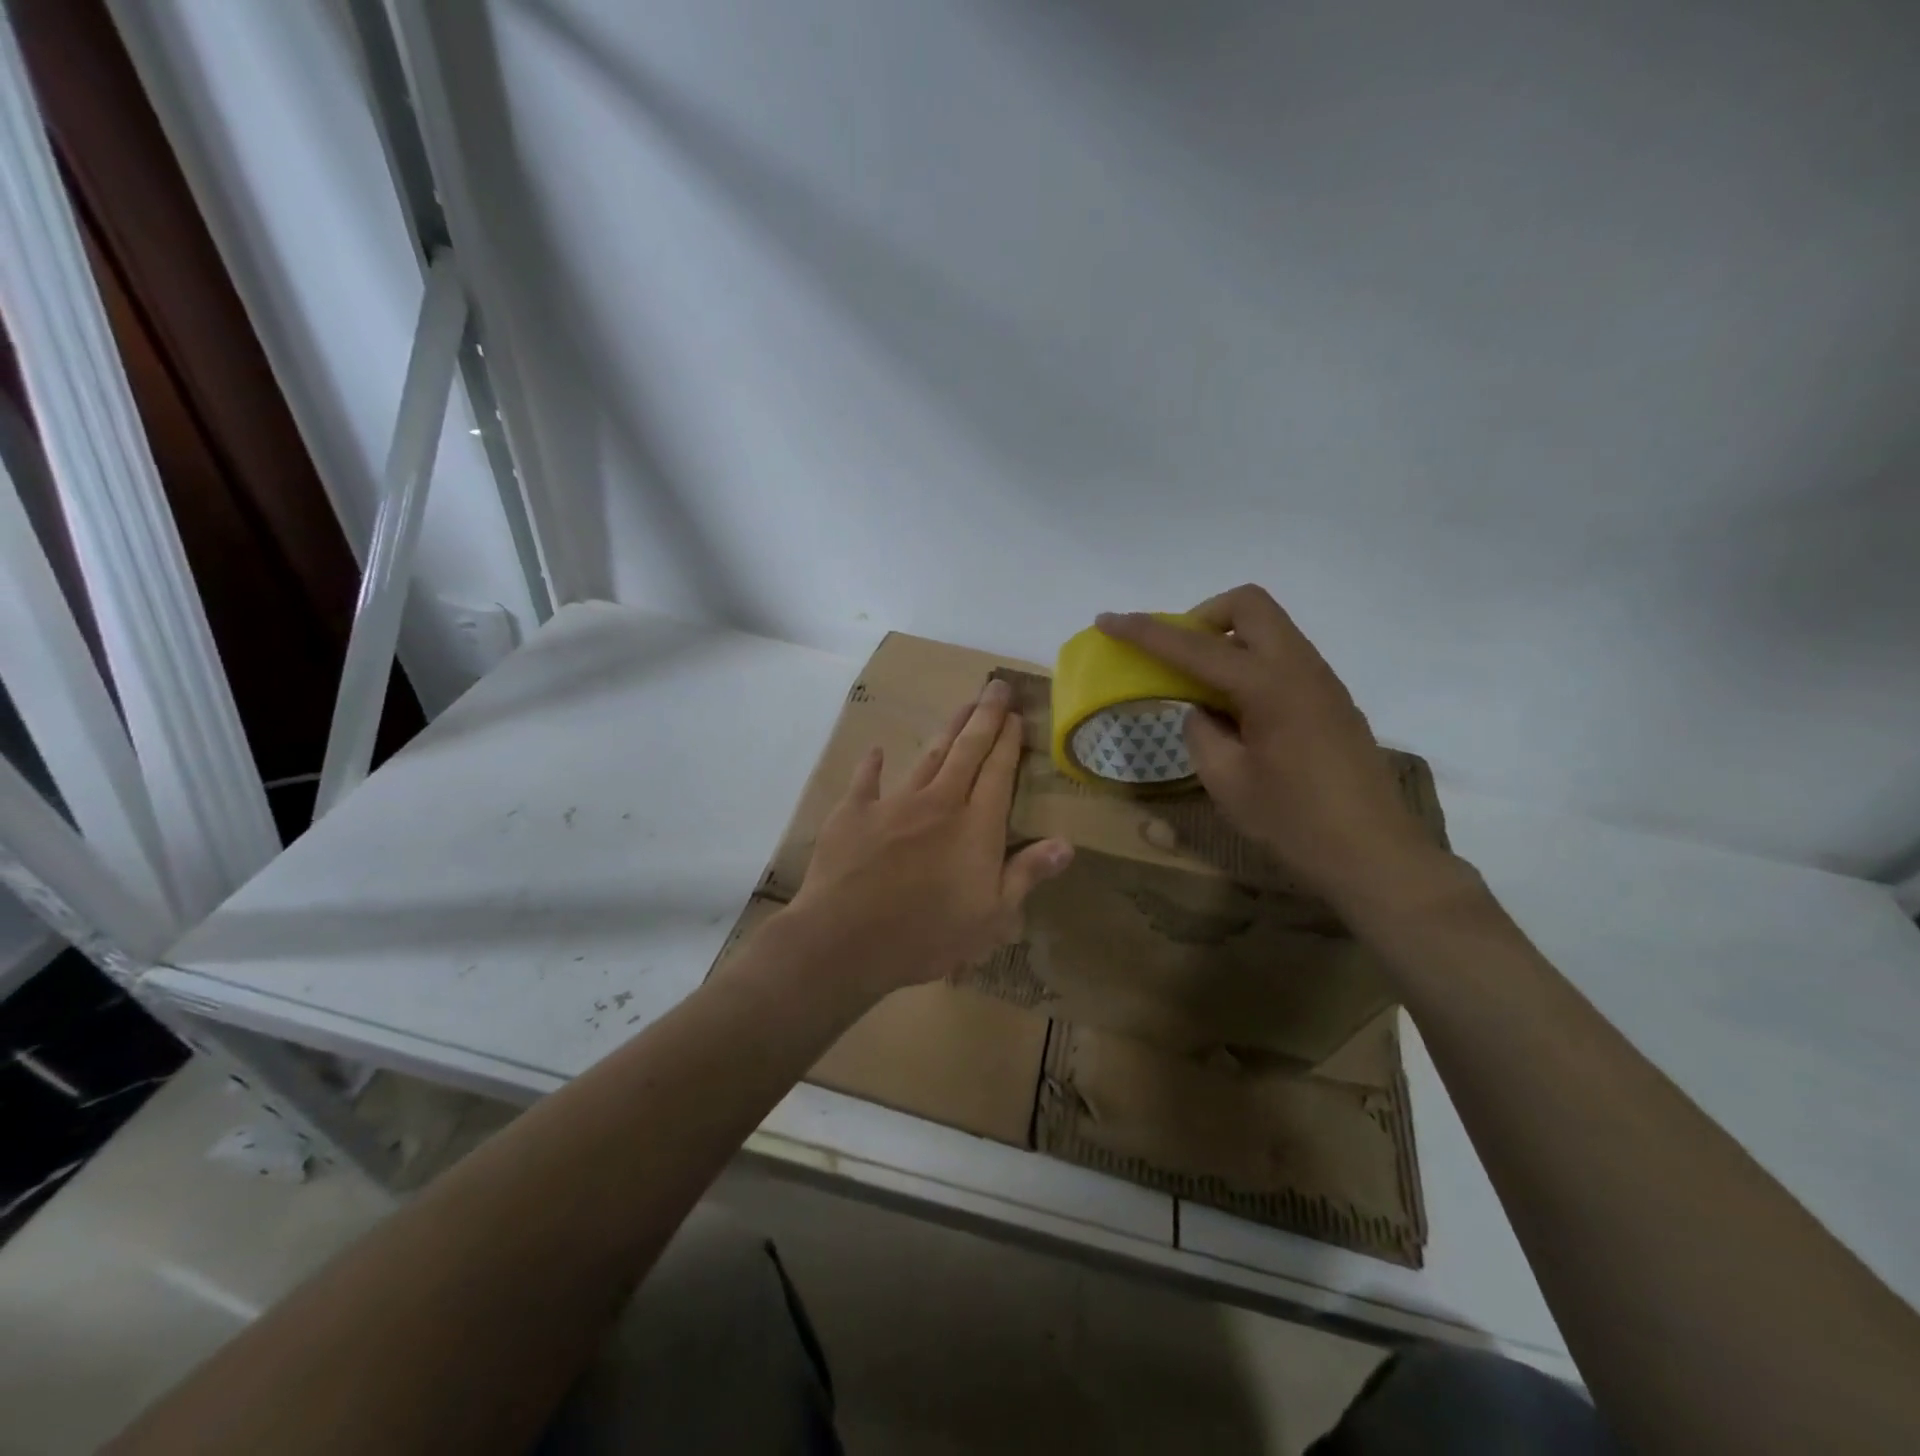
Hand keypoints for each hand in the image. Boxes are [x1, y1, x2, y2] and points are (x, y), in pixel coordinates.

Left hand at [780, 678, 1073, 1001]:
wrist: (846, 940)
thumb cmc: (927, 936)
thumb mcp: (991, 918)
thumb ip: (1026, 874)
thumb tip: (1067, 843)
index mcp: (975, 827)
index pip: (998, 772)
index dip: (1009, 741)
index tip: (1017, 714)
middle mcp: (939, 802)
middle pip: (967, 750)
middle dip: (985, 716)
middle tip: (996, 686)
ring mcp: (894, 803)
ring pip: (928, 756)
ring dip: (948, 729)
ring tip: (962, 705)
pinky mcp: (854, 812)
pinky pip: (866, 780)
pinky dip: (873, 764)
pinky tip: (878, 750)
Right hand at [1097, 585, 1448, 915]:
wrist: (1375, 856)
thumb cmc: (1294, 822)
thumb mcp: (1227, 781)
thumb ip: (1201, 733)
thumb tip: (1202, 711)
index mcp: (1269, 685)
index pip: (1194, 646)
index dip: (1145, 631)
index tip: (1108, 620)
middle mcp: (1300, 668)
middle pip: (1248, 606)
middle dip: (1202, 617)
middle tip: (1177, 656)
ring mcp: (1323, 681)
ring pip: (1269, 630)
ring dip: (1228, 642)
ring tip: (1202, 690)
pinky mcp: (1332, 700)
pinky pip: (1284, 659)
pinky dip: (1250, 665)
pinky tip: (1237, 714)